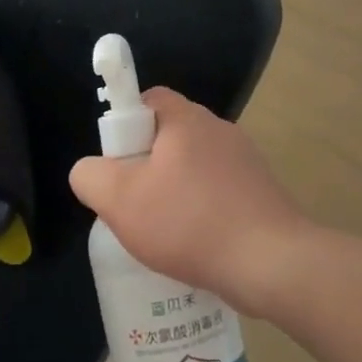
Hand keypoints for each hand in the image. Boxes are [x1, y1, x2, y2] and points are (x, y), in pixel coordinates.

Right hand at [69, 88, 310, 318]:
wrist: (271, 263)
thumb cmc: (189, 223)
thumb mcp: (120, 200)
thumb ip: (91, 176)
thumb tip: (91, 170)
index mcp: (187, 120)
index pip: (148, 99)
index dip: (124, 124)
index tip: (117, 162)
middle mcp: (220, 130)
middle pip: (170, 135)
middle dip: (147, 165)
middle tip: (132, 202)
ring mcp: (247, 161)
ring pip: (195, 167)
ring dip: (175, 192)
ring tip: (162, 232)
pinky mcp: (262, 193)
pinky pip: (218, 192)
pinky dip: (202, 212)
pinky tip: (195, 245)